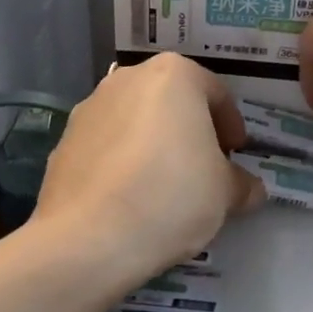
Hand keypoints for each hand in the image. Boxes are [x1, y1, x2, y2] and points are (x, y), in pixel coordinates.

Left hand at [32, 54, 264, 287]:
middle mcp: (128, 78)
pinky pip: (106, 145)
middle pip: (172, 101)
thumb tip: (249, 189)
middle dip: (190, 130)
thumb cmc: (171, 196)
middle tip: (204, 167)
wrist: (88, 237)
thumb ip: (241, 184)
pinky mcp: (64, 140)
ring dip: (153, 144)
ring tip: (164, 185)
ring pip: (135, 120)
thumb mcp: (224, 194)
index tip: (236, 154)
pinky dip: (122, 161)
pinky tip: (129, 197)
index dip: (232, 126)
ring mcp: (90, 107)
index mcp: (174, 75)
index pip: (216, 93)